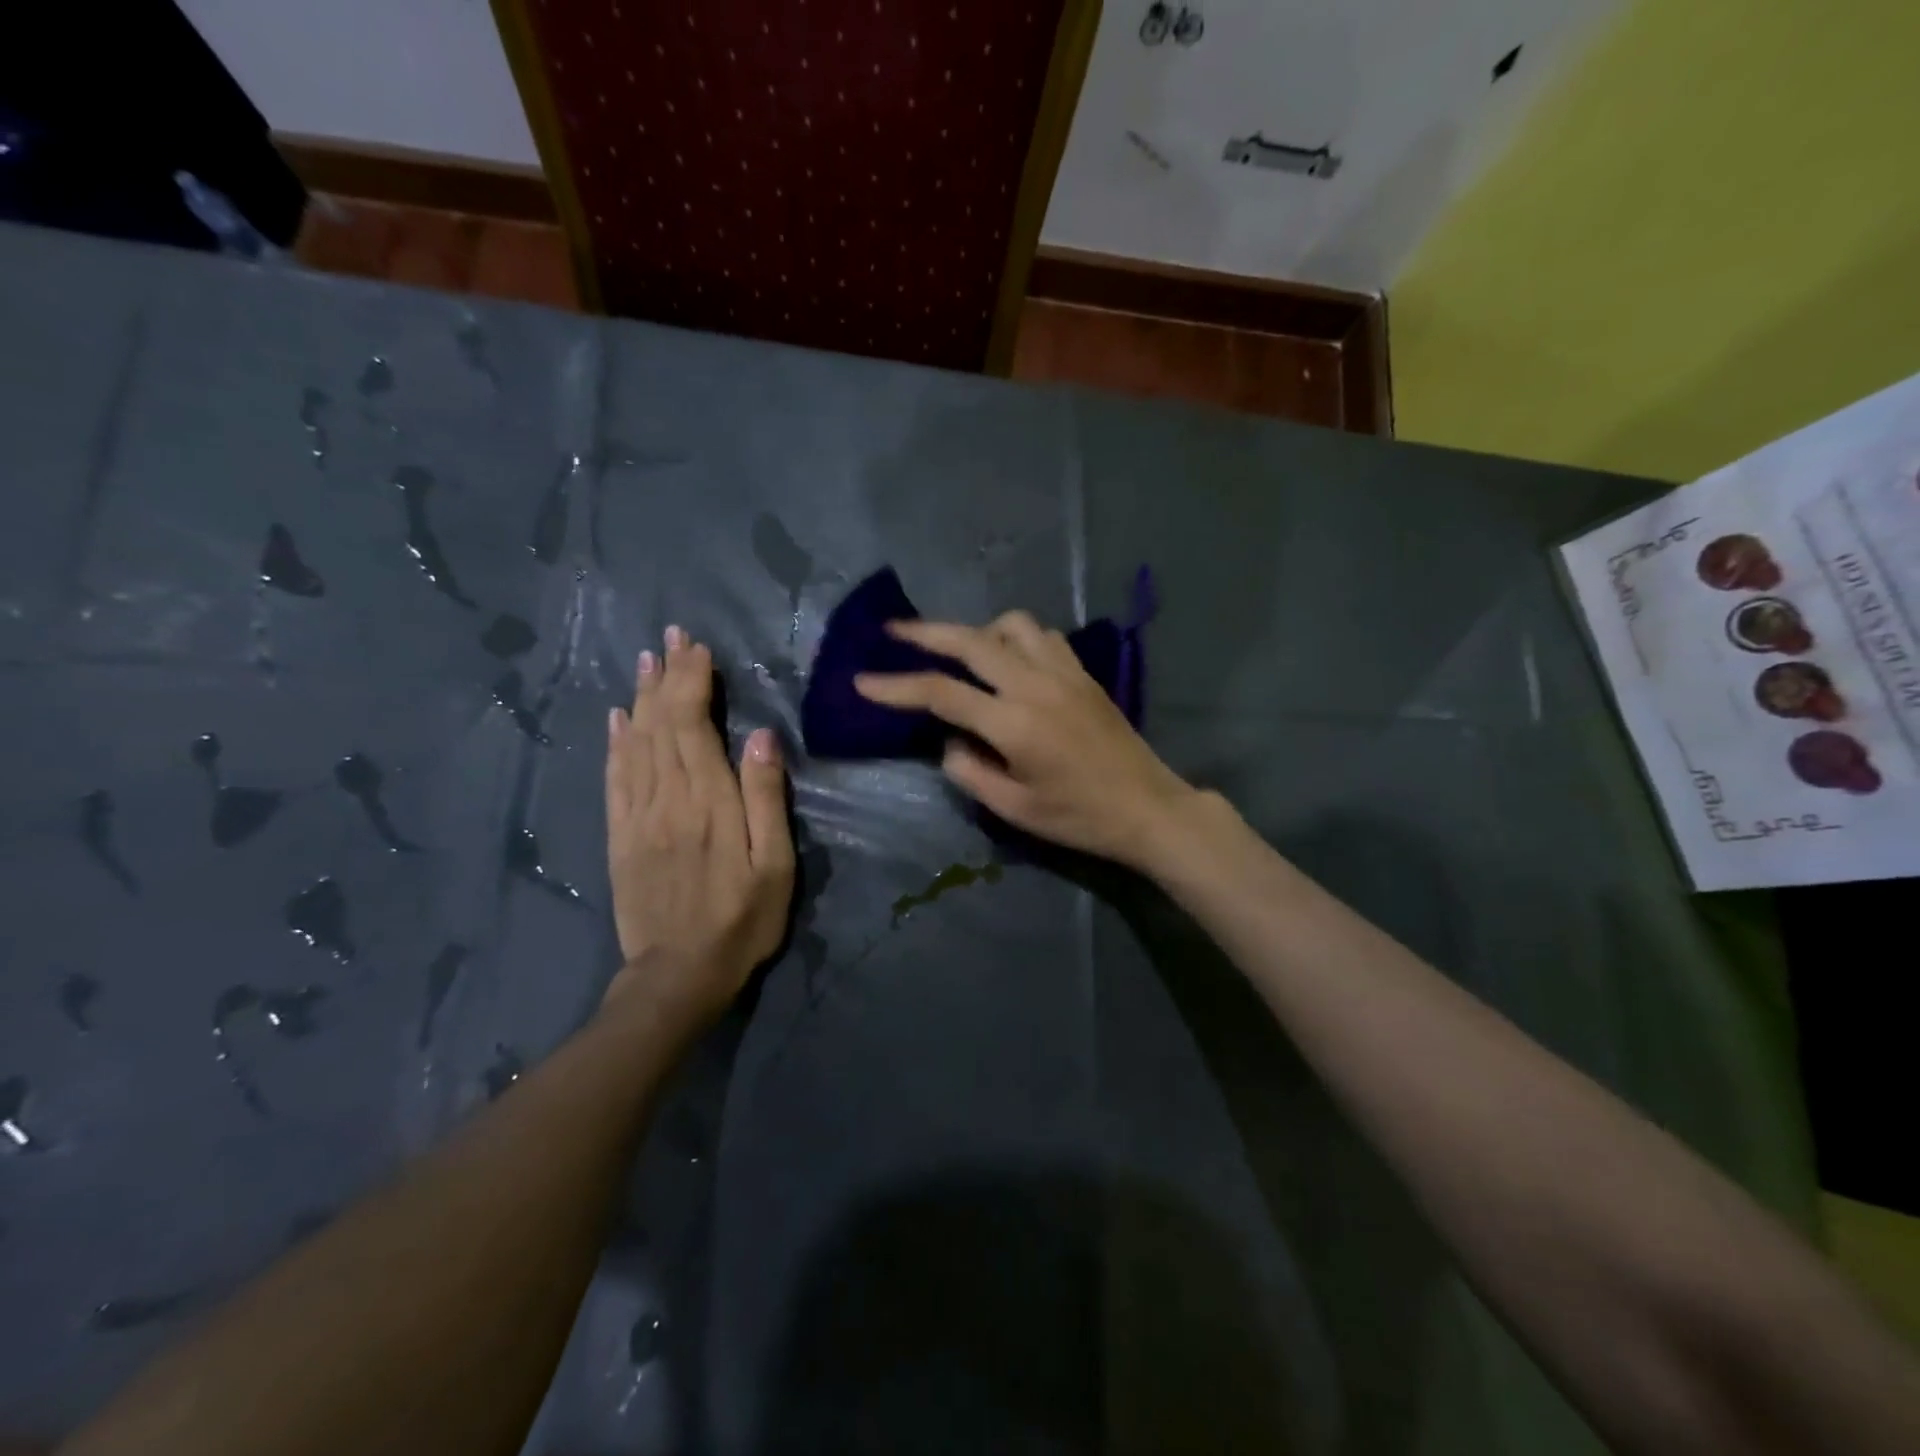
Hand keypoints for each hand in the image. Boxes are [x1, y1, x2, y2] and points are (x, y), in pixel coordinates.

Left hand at [604, 625, 794, 1029]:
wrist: (678, 974)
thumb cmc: (742, 919)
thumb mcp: (774, 865)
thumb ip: (766, 799)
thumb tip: (762, 738)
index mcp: (709, 802)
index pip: (694, 725)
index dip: (694, 683)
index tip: (699, 649)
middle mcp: (667, 798)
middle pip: (661, 724)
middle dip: (669, 677)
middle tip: (673, 637)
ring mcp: (637, 816)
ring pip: (635, 742)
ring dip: (641, 697)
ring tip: (646, 660)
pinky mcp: (620, 835)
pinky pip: (614, 777)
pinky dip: (615, 742)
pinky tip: (617, 717)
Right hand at [854, 611, 1199, 868]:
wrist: (1148, 808)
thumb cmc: (1079, 818)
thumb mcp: (1014, 809)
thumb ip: (969, 771)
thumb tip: (949, 740)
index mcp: (1014, 723)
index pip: (941, 694)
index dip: (897, 687)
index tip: (863, 682)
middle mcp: (1036, 685)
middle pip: (971, 640)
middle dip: (925, 633)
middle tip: (893, 632)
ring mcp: (1064, 673)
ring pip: (1011, 625)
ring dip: (977, 631)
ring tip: (961, 652)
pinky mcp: (1083, 673)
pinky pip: (1042, 636)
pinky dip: (1015, 637)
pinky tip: (1010, 659)